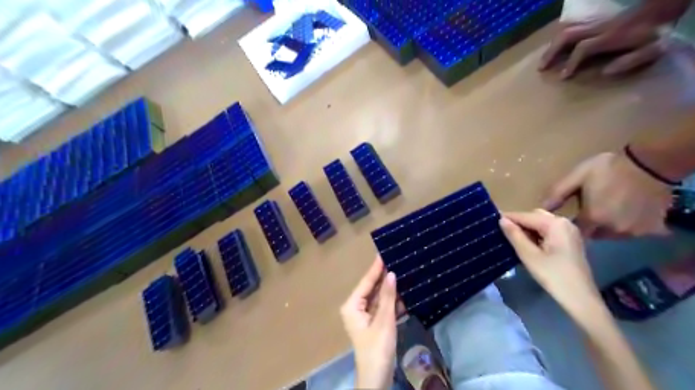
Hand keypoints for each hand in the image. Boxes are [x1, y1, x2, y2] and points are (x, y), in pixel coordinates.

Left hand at [341, 257, 398, 387]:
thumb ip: (388, 297)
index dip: (376, 268)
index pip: (366, 282)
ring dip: (390, 289)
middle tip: (397, 260)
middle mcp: (356, 307)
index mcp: (352, 305)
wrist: (377, 378)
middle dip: (384, 277)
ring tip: (402, 271)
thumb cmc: (377, 349)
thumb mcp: (384, 321)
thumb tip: (392, 274)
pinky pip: (383, 307)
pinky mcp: (374, 323)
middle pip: (372, 288)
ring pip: (379, 297)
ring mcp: (365, 315)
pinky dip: (392, 301)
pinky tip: (403, 292)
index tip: (384, 252)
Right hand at [500, 210, 597, 313]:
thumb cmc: (553, 276)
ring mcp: (569, 231)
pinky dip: (537, 234)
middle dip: (519, 223)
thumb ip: (514, 235)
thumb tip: (501, 220)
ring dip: (527, 229)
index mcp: (555, 224)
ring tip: (512, 239)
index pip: (525, 216)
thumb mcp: (529, 255)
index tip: (491, 221)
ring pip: (541, 223)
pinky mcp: (570, 241)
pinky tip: (528, 245)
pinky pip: (549, 231)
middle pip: (534, 216)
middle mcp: (564, 222)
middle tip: (502, 232)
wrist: (580, 298)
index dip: (508, 218)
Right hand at [536, 9, 667, 77]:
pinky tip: (556, 48)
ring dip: (552, 45)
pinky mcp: (596, 22)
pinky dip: (560, 39)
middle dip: (552, 52)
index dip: (570, 63)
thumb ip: (630, 61)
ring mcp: (596, 23)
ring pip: (567, 30)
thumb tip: (604, 73)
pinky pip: (572, 28)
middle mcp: (599, 28)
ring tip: (544, 60)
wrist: (665, 5)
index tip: (563, 77)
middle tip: (541, 68)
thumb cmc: (659, 31)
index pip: (583, 48)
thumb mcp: (655, 48)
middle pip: (568, 36)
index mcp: (611, 37)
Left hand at [546, 152, 670, 237]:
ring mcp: (634, 231)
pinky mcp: (652, 228)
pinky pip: (632, 232)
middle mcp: (613, 230)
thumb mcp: (577, 177)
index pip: (575, 231)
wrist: (651, 163)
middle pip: (594, 234)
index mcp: (593, 218)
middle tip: (590, 210)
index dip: (571, 225)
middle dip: (589, 225)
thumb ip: (557, 193)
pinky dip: (626, 225)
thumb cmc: (608, 168)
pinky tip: (624, 211)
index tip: (570, 217)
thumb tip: (541, 208)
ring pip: (612, 235)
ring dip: (607, 226)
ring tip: (607, 210)